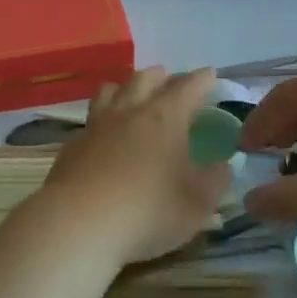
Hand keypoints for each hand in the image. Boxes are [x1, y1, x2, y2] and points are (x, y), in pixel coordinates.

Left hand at [32, 68, 231, 264]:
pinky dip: (102, 117)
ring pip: (111, 91)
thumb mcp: (197, 204)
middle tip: (170, 78)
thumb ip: (214, 181)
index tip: (210, 73)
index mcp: (165, 118)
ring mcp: (97, 126)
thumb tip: (223, 165)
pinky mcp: (73, 145)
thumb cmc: (148, 211)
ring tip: (132, 91)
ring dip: (126, 86)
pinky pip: (91, 119)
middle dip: (161, 76)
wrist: (79, 224)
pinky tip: (103, 131)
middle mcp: (130, 112)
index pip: (188, 88)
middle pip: (145, 79)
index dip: (201, 79)